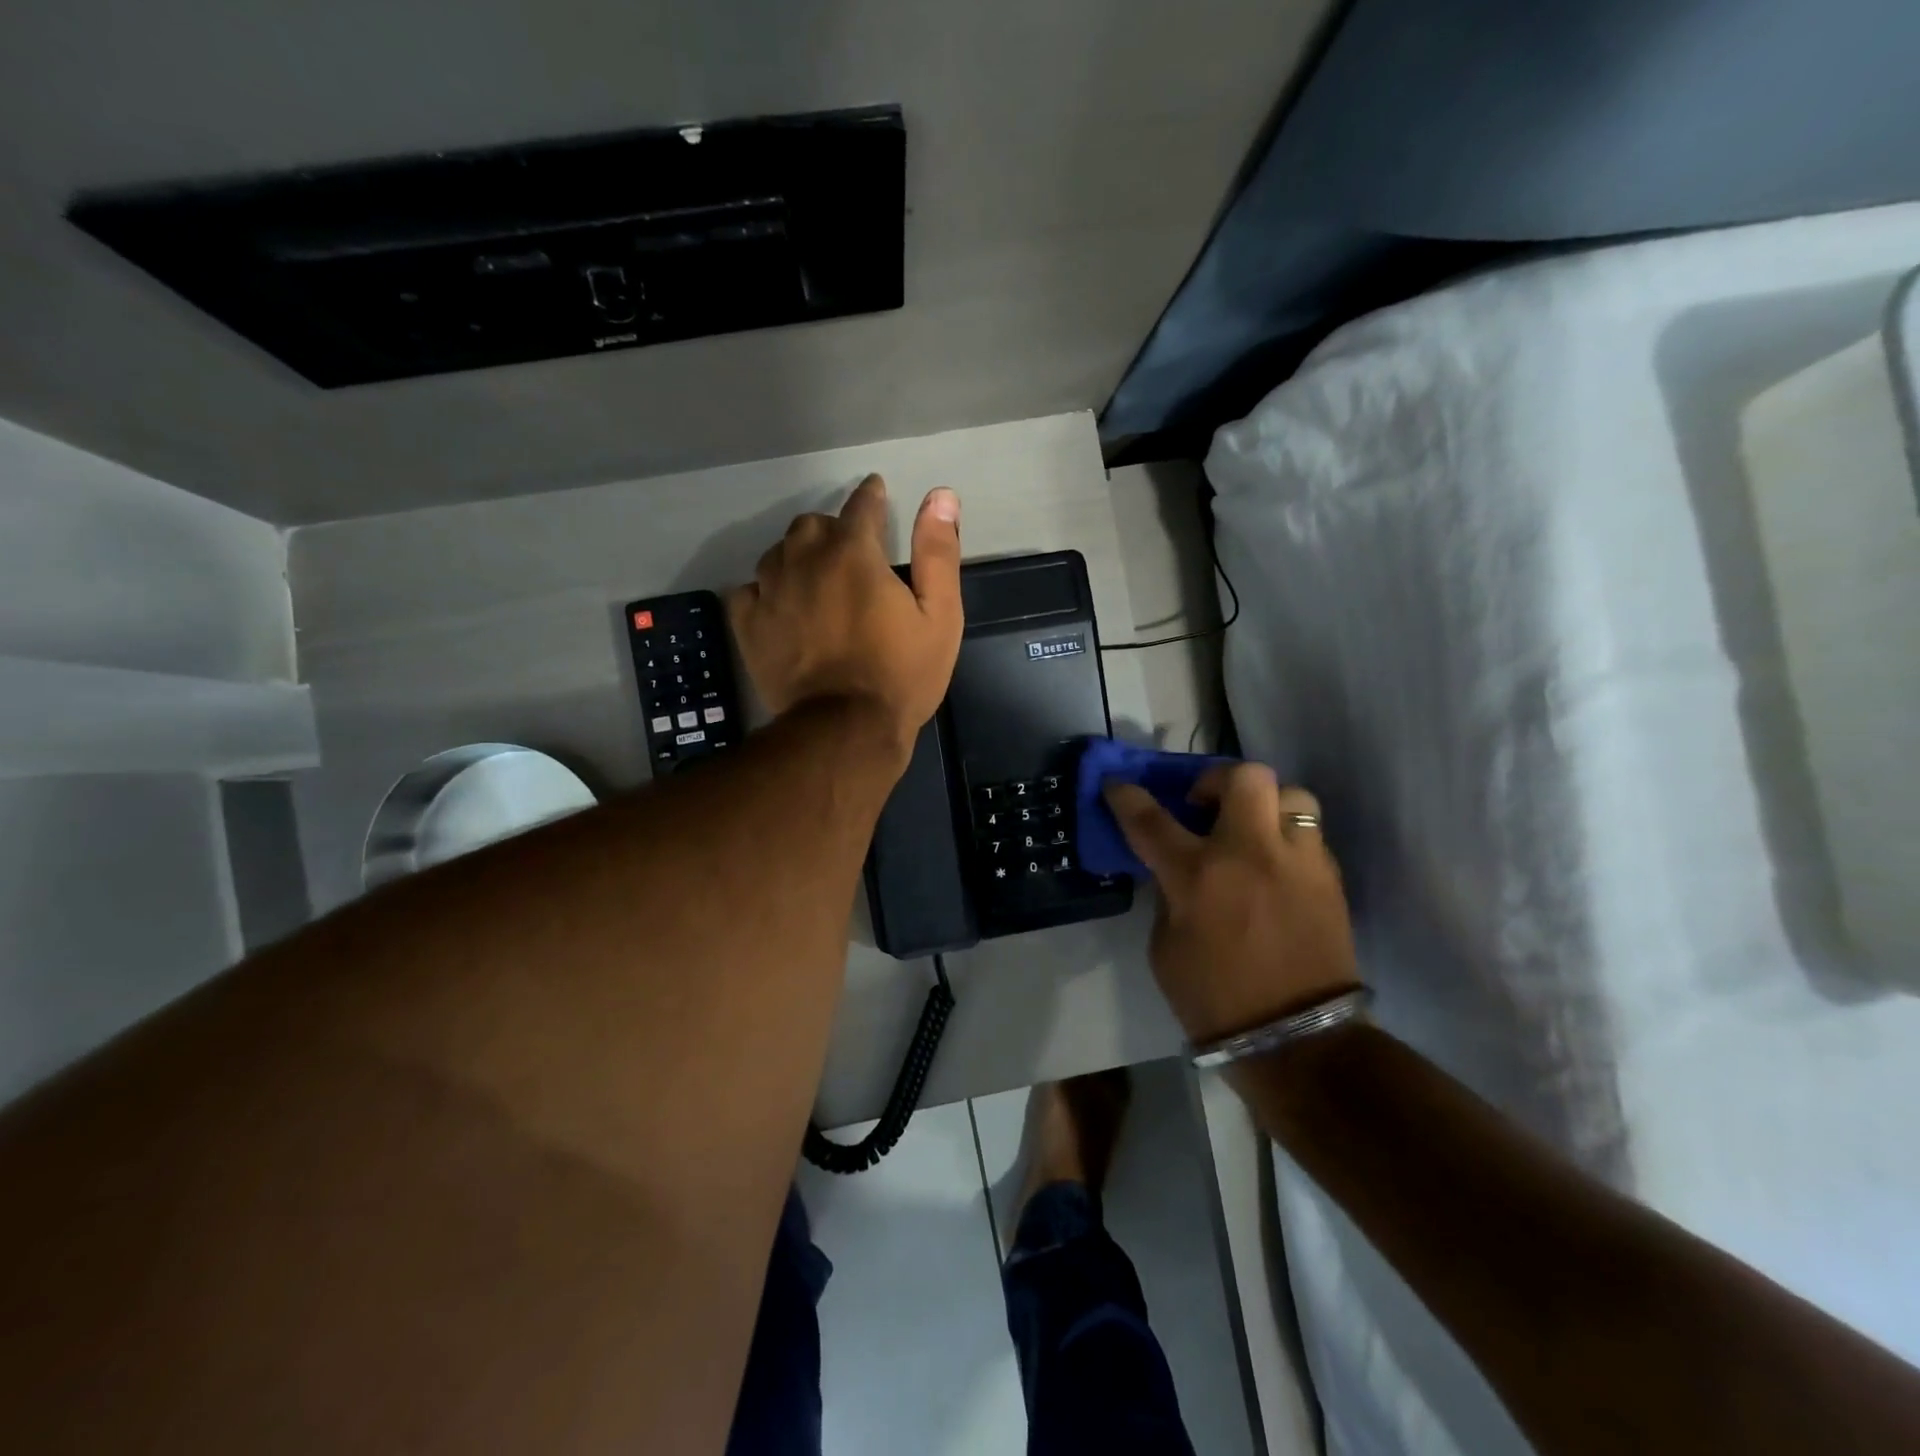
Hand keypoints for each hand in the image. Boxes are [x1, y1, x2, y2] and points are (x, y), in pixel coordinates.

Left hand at [727, 474, 962, 756]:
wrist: (845, 730)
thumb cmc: (901, 675)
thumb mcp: (940, 616)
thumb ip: (938, 552)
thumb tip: (941, 495)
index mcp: (854, 553)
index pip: (861, 505)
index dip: (871, 497)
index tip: (876, 494)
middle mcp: (805, 560)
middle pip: (812, 525)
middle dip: (832, 532)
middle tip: (850, 556)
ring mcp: (770, 592)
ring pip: (778, 554)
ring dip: (798, 558)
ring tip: (815, 582)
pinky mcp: (749, 625)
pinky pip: (749, 590)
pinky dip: (766, 592)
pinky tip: (781, 608)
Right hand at [1105, 764, 1358, 1043]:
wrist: (1296, 1040)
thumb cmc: (1214, 998)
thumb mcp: (1165, 947)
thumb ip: (1168, 896)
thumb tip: (1175, 870)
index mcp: (1198, 874)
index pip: (1151, 819)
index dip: (1126, 796)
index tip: (1116, 784)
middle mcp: (1251, 853)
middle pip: (1244, 776)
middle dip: (1217, 779)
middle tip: (1204, 805)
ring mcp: (1298, 861)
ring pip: (1291, 794)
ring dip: (1264, 805)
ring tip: (1251, 832)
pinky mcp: (1330, 879)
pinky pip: (1308, 835)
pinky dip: (1285, 839)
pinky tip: (1274, 868)